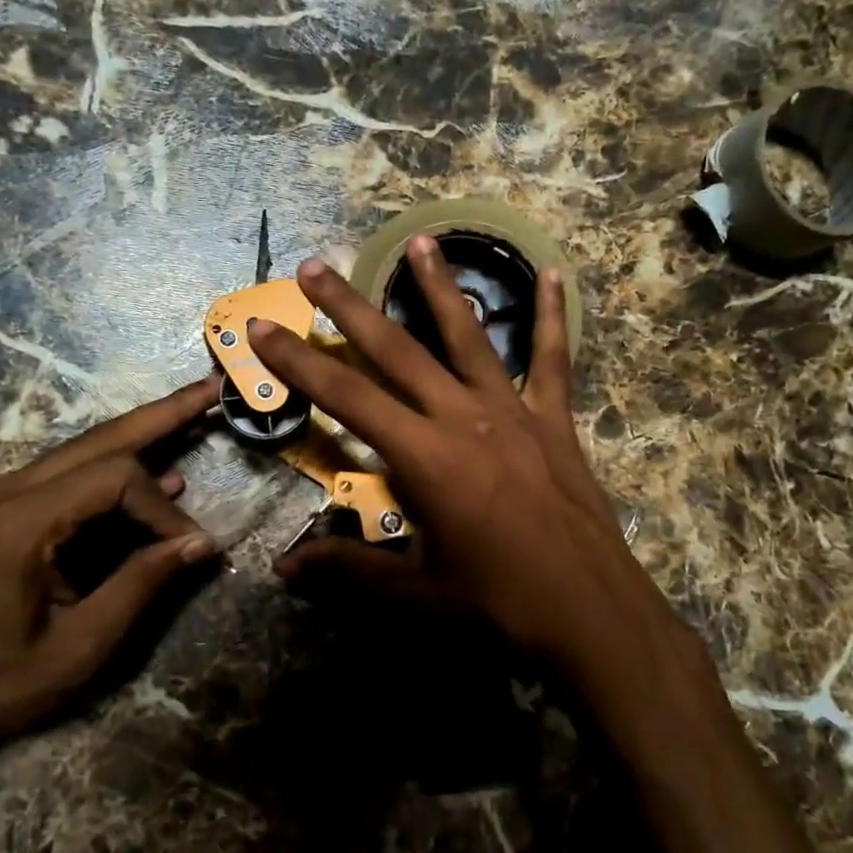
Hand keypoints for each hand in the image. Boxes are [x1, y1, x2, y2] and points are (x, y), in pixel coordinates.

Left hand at [0, 375, 220, 781]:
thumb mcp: (78, 647)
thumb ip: (141, 585)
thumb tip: (202, 542)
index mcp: (19, 524)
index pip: (115, 479)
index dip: (162, 509)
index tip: (189, 549)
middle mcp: (6, 493)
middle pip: (101, 438)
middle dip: (163, 414)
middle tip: (212, 389)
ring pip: (86, 449)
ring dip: (142, 432)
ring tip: (194, 411)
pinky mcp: (2, 511)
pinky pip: (70, 476)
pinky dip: (117, 470)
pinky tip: (158, 475)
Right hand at [249, 239, 677, 673]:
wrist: (589, 612)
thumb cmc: (496, 603)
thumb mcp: (414, 592)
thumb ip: (348, 568)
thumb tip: (284, 566)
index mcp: (423, 457)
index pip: (345, 397)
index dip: (299, 362)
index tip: (262, 327)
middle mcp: (462, 418)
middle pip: (396, 350)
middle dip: (349, 306)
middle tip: (315, 267)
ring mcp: (512, 412)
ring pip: (467, 336)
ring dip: (439, 287)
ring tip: (420, 241)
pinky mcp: (553, 420)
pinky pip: (550, 359)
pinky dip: (550, 316)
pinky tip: (551, 274)